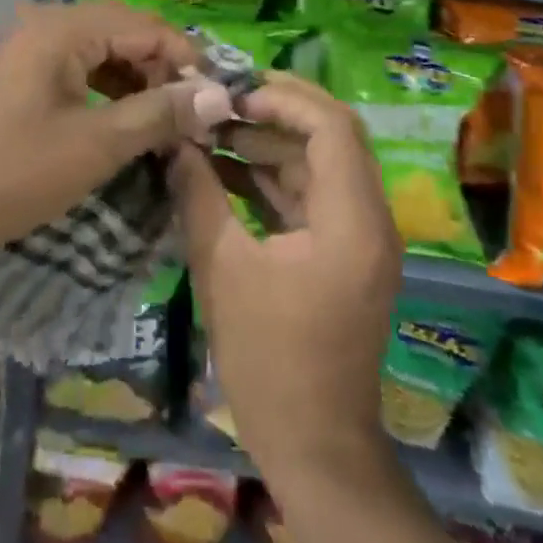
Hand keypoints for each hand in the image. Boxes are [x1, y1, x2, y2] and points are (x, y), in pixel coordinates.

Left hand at [0, 1, 216, 273]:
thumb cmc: (9, 172)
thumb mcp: (94, 146)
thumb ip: (159, 114)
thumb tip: (220, 95)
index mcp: (62, 27)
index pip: (145, 26)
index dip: (186, 59)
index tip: (215, 101)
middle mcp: (45, 21)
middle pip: (123, 32)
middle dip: (161, 71)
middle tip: (192, 116)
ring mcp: (27, 44)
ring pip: (100, 50)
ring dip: (135, 81)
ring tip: (164, 124)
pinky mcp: (18, 69)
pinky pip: (75, 66)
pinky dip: (105, 90)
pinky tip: (122, 122)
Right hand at [171, 76, 401, 492]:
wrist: (315, 448)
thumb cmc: (270, 359)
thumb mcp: (222, 268)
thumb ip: (198, 193)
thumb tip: (174, 140)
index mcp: (352, 218)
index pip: (332, 126)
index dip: (283, 99)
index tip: (232, 94)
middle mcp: (368, 217)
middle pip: (331, 136)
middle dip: (275, 112)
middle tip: (220, 101)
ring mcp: (359, 236)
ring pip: (319, 163)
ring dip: (269, 143)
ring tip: (212, 129)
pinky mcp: (343, 252)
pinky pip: (312, 194)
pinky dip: (272, 177)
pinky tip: (225, 168)